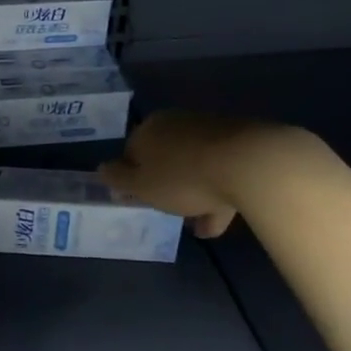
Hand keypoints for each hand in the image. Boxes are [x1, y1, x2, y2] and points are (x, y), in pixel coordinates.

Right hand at [100, 111, 316, 238]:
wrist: (248, 163)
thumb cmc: (183, 177)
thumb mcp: (141, 185)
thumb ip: (118, 179)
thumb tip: (102, 169)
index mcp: (149, 129)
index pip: (131, 152)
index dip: (133, 178)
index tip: (141, 200)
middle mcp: (177, 123)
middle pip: (165, 158)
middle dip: (167, 186)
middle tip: (170, 212)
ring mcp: (210, 130)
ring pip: (194, 166)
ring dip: (195, 195)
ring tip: (201, 228)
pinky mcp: (239, 142)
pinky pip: (220, 170)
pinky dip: (217, 194)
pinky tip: (220, 220)